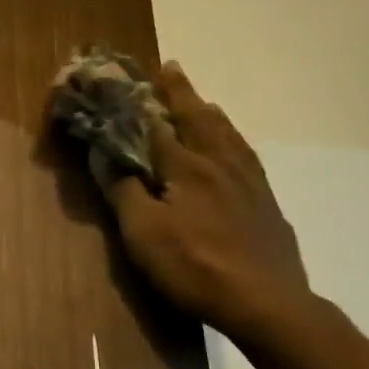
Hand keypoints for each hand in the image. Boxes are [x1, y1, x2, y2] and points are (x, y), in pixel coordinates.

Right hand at [106, 63, 314, 345]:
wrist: (265, 300)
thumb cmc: (193, 266)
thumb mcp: (142, 233)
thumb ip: (122, 190)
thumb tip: (103, 153)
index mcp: (185, 165)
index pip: (155, 123)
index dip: (138, 100)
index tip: (127, 77)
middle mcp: (218, 161)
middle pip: (197, 116)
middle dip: (180, 92)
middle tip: (170, 68)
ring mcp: (247, 179)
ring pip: (226, 132)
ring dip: (208, 111)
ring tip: (200, 100)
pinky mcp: (265, 199)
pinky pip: (245, 153)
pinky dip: (232, 137)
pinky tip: (233, 147)